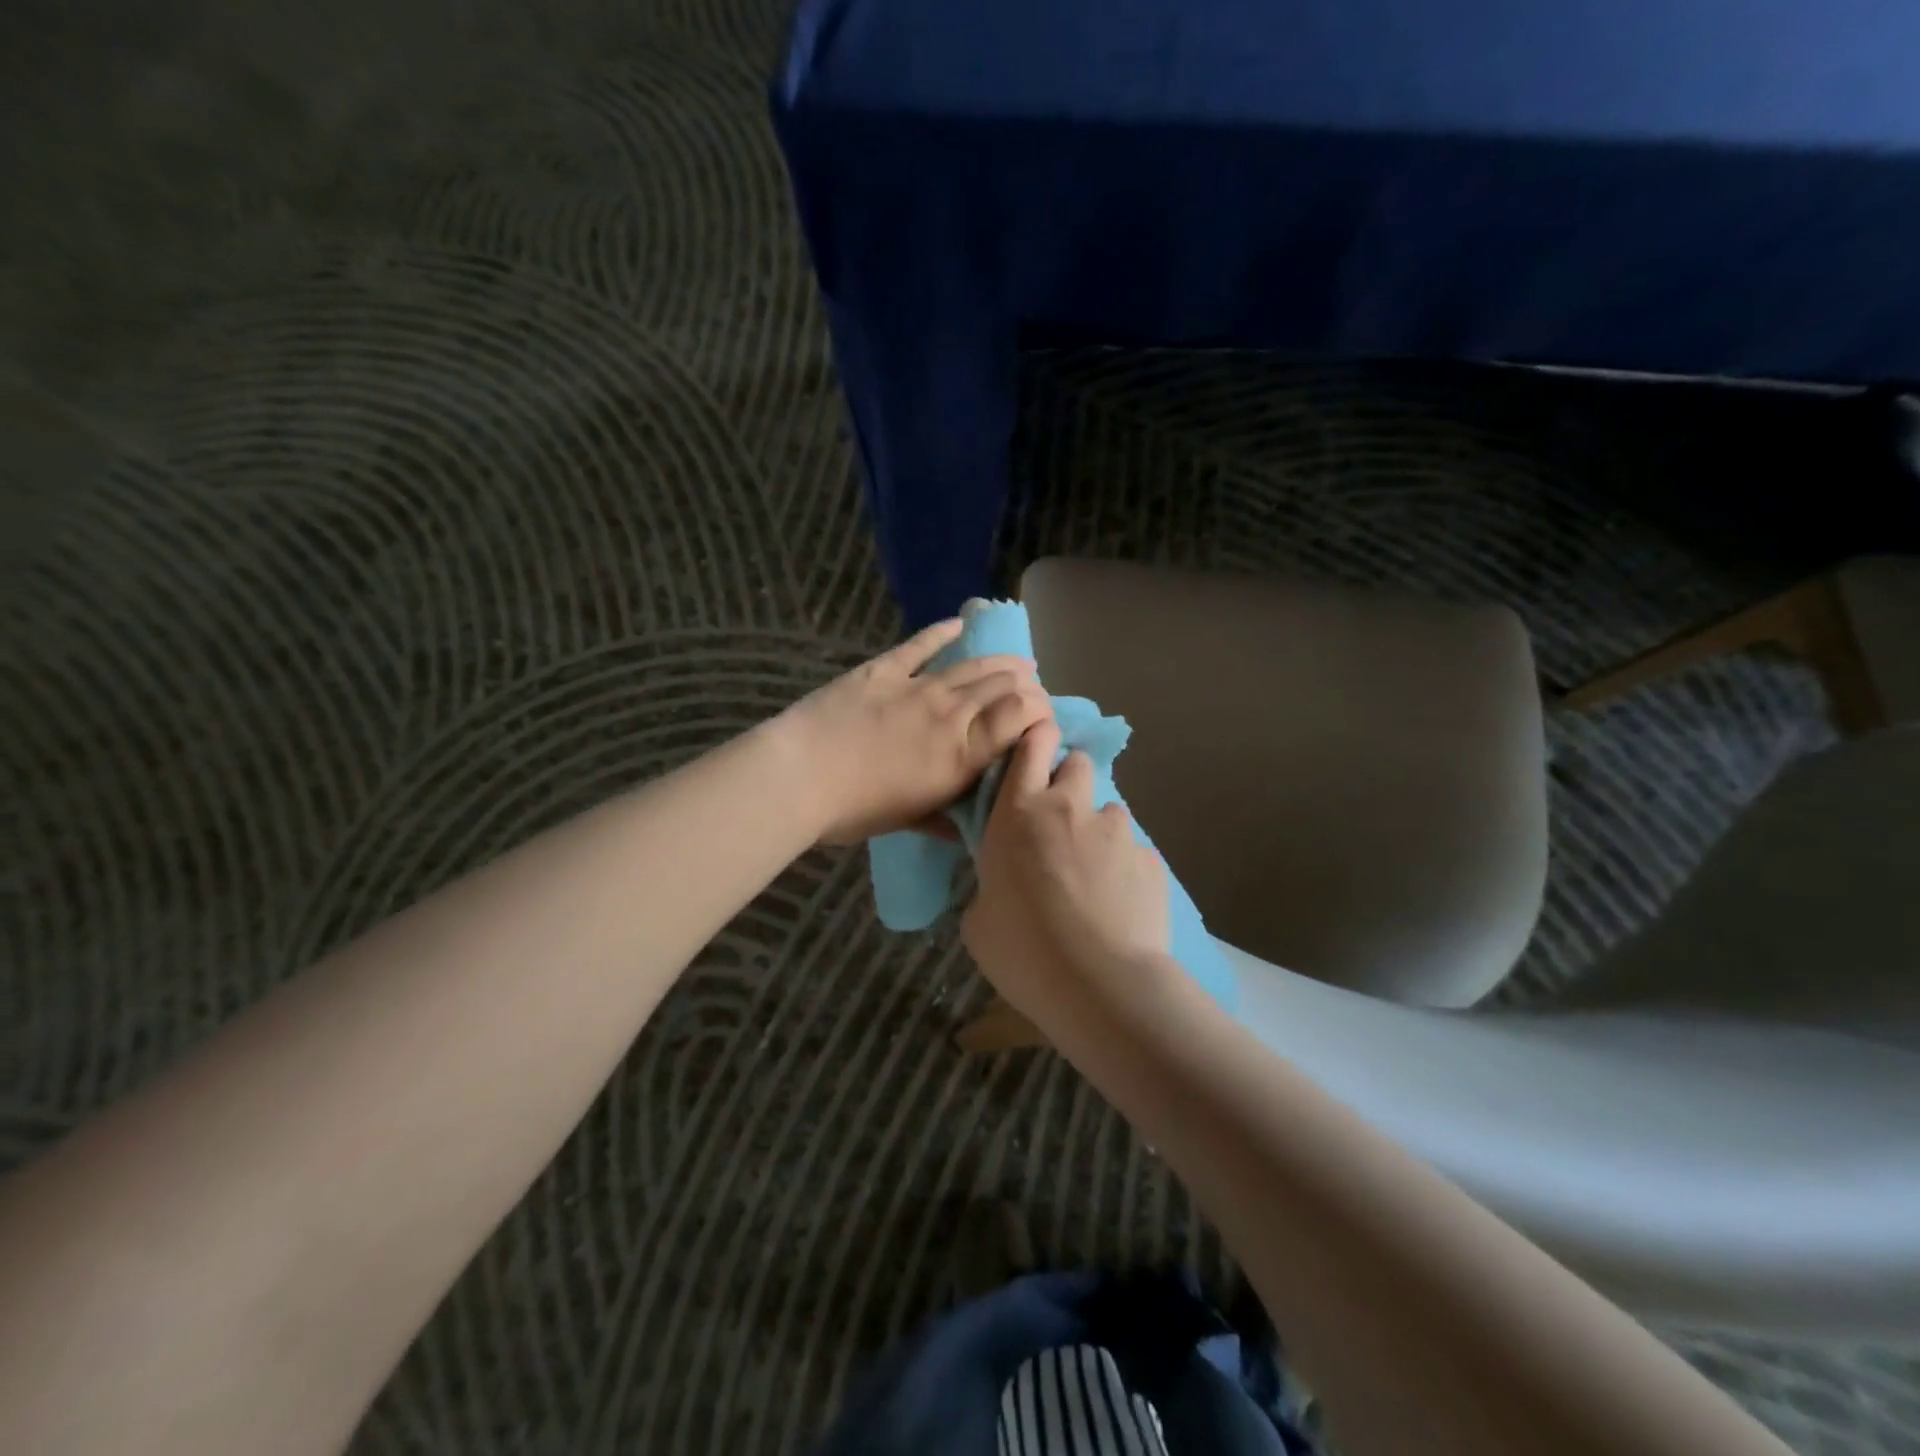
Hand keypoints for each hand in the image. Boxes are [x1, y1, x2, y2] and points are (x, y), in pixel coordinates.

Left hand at [775, 618, 1052, 844]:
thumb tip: (971, 830)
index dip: (1040, 711)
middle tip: (1033, 689)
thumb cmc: (855, 810)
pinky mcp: (883, 669)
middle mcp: (951, 714)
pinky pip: (920, 645)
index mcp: (962, 755)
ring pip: (972, 666)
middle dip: (1027, 686)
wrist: (800, 776)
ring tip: (1018, 662)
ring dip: (1000, 662)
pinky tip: (958, 625)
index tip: (1044, 717)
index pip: (1020, 718)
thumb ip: (946, 820)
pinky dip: (941, 633)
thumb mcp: (910, 822)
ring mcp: (917, 686)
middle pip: (1002, 687)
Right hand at [961, 720, 1169, 1022]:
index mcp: (1019, 812)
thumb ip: (992, 885)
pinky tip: (1119, 907)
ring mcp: (1117, 831)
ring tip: (1093, 878)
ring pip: (1108, 812)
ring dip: (1098, 831)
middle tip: (1060, 821)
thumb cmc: (1022, 949)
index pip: (1031, 746)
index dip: (1035, 737)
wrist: (1099, 984)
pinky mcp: (1151, 861)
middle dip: (1069, 780)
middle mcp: (1070, 808)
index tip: (1036, 745)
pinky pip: (1133, 853)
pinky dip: (1124, 869)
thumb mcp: (979, 919)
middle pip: (1077, 764)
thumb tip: (1004, 887)